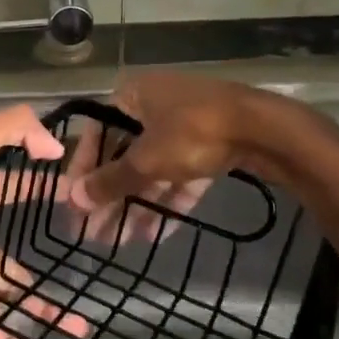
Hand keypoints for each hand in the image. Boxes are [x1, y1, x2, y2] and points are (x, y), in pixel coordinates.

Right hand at [65, 72, 275, 235]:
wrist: (265, 128)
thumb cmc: (193, 132)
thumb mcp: (146, 159)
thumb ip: (110, 181)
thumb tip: (73, 200)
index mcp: (131, 95)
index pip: (96, 135)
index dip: (82, 172)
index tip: (73, 206)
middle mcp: (154, 105)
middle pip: (123, 155)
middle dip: (110, 197)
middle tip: (94, 234)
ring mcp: (185, 125)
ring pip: (152, 169)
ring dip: (136, 205)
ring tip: (120, 243)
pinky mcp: (210, 145)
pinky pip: (179, 175)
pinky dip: (166, 201)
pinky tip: (153, 235)